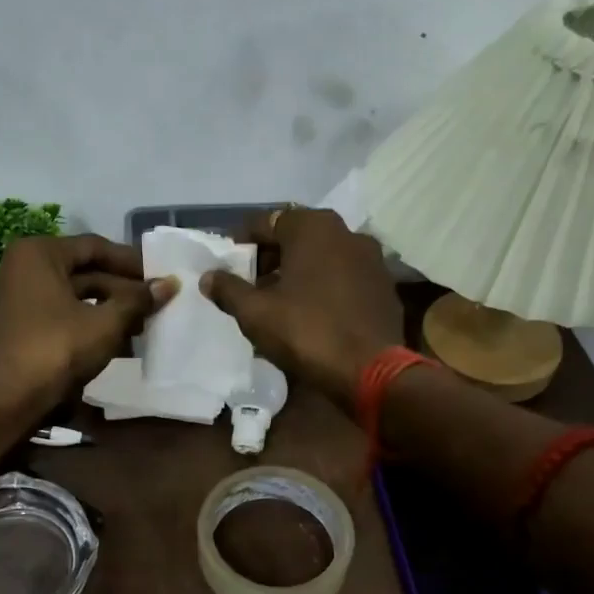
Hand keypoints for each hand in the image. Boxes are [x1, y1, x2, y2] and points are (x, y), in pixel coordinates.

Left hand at [0, 234, 174, 418]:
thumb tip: (171, 284)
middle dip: (121, 290)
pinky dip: (84, 324)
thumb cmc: (55, 349)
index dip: (131, 262)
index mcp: (37, 254)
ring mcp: (12, 299)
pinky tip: (115, 344)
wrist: (3, 401)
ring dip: (107, 310)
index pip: (94, 247)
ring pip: (70, 297)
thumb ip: (137, 301)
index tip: (160, 276)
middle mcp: (19, 268)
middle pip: (82, 272)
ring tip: (142, 327)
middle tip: (155, 305)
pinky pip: (56, 316)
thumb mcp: (104, 324)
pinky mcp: (12, 328)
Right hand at [202, 207, 403, 409]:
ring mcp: (371, 259)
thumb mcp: (255, 313)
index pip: (266, 222)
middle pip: (297, 237)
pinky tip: (313, 313)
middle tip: (251, 285)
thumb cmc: (306, 332)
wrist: (371, 371)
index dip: (242, 244)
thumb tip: (209, 277)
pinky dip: (325, 286)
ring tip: (280, 301)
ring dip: (299, 272)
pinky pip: (344, 277)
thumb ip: (229, 289)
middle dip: (271, 258)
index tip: (228, 266)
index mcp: (313, 228)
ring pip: (323, 257)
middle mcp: (346, 232)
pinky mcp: (384, 286)